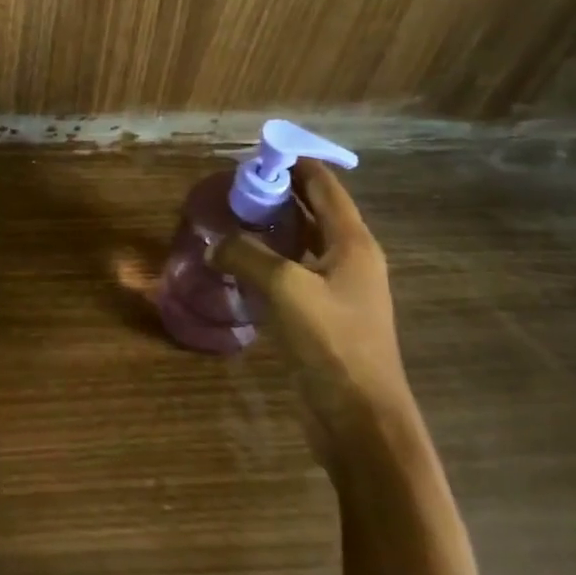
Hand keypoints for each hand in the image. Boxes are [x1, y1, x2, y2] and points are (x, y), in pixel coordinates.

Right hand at [210, 162, 410, 470]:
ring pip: (304, 243)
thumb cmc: (333, 345)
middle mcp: (351, 259)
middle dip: (280, 192)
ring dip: (274, 226)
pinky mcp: (324, 317)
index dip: (294, 163)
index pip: (324, 185)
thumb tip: (214, 245)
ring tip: (234, 216)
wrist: (361, 422)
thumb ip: (246, 255)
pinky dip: (272, 259)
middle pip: (315, 210)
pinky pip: (295, 273)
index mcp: (353, 243)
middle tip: (237, 185)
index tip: (257, 153)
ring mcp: (340, 290)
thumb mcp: (285, 289)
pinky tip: (242, 263)